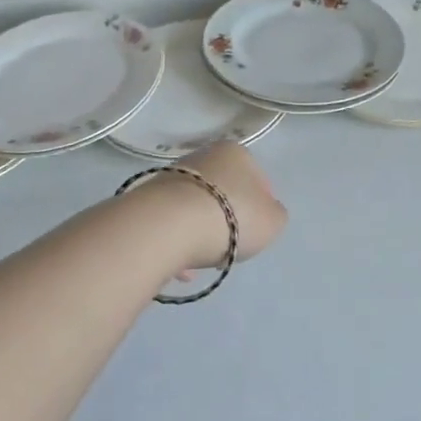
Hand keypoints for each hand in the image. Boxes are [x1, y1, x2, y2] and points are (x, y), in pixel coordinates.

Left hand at [131, 141, 287, 275]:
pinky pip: (171, 223)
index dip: (262, 206)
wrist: (168, 225)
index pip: (257, 178)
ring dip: (201, 232)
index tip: (258, 230)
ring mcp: (171, 175)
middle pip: (224, 191)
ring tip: (204, 260)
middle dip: (228, 218)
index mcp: (236, 153)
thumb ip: (274, 215)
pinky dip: (178, 243)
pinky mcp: (147, 198)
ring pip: (196, 207)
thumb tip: (264, 213)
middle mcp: (202, 156)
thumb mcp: (273, 221)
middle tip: (232, 246)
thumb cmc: (231, 217)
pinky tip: (181, 267)